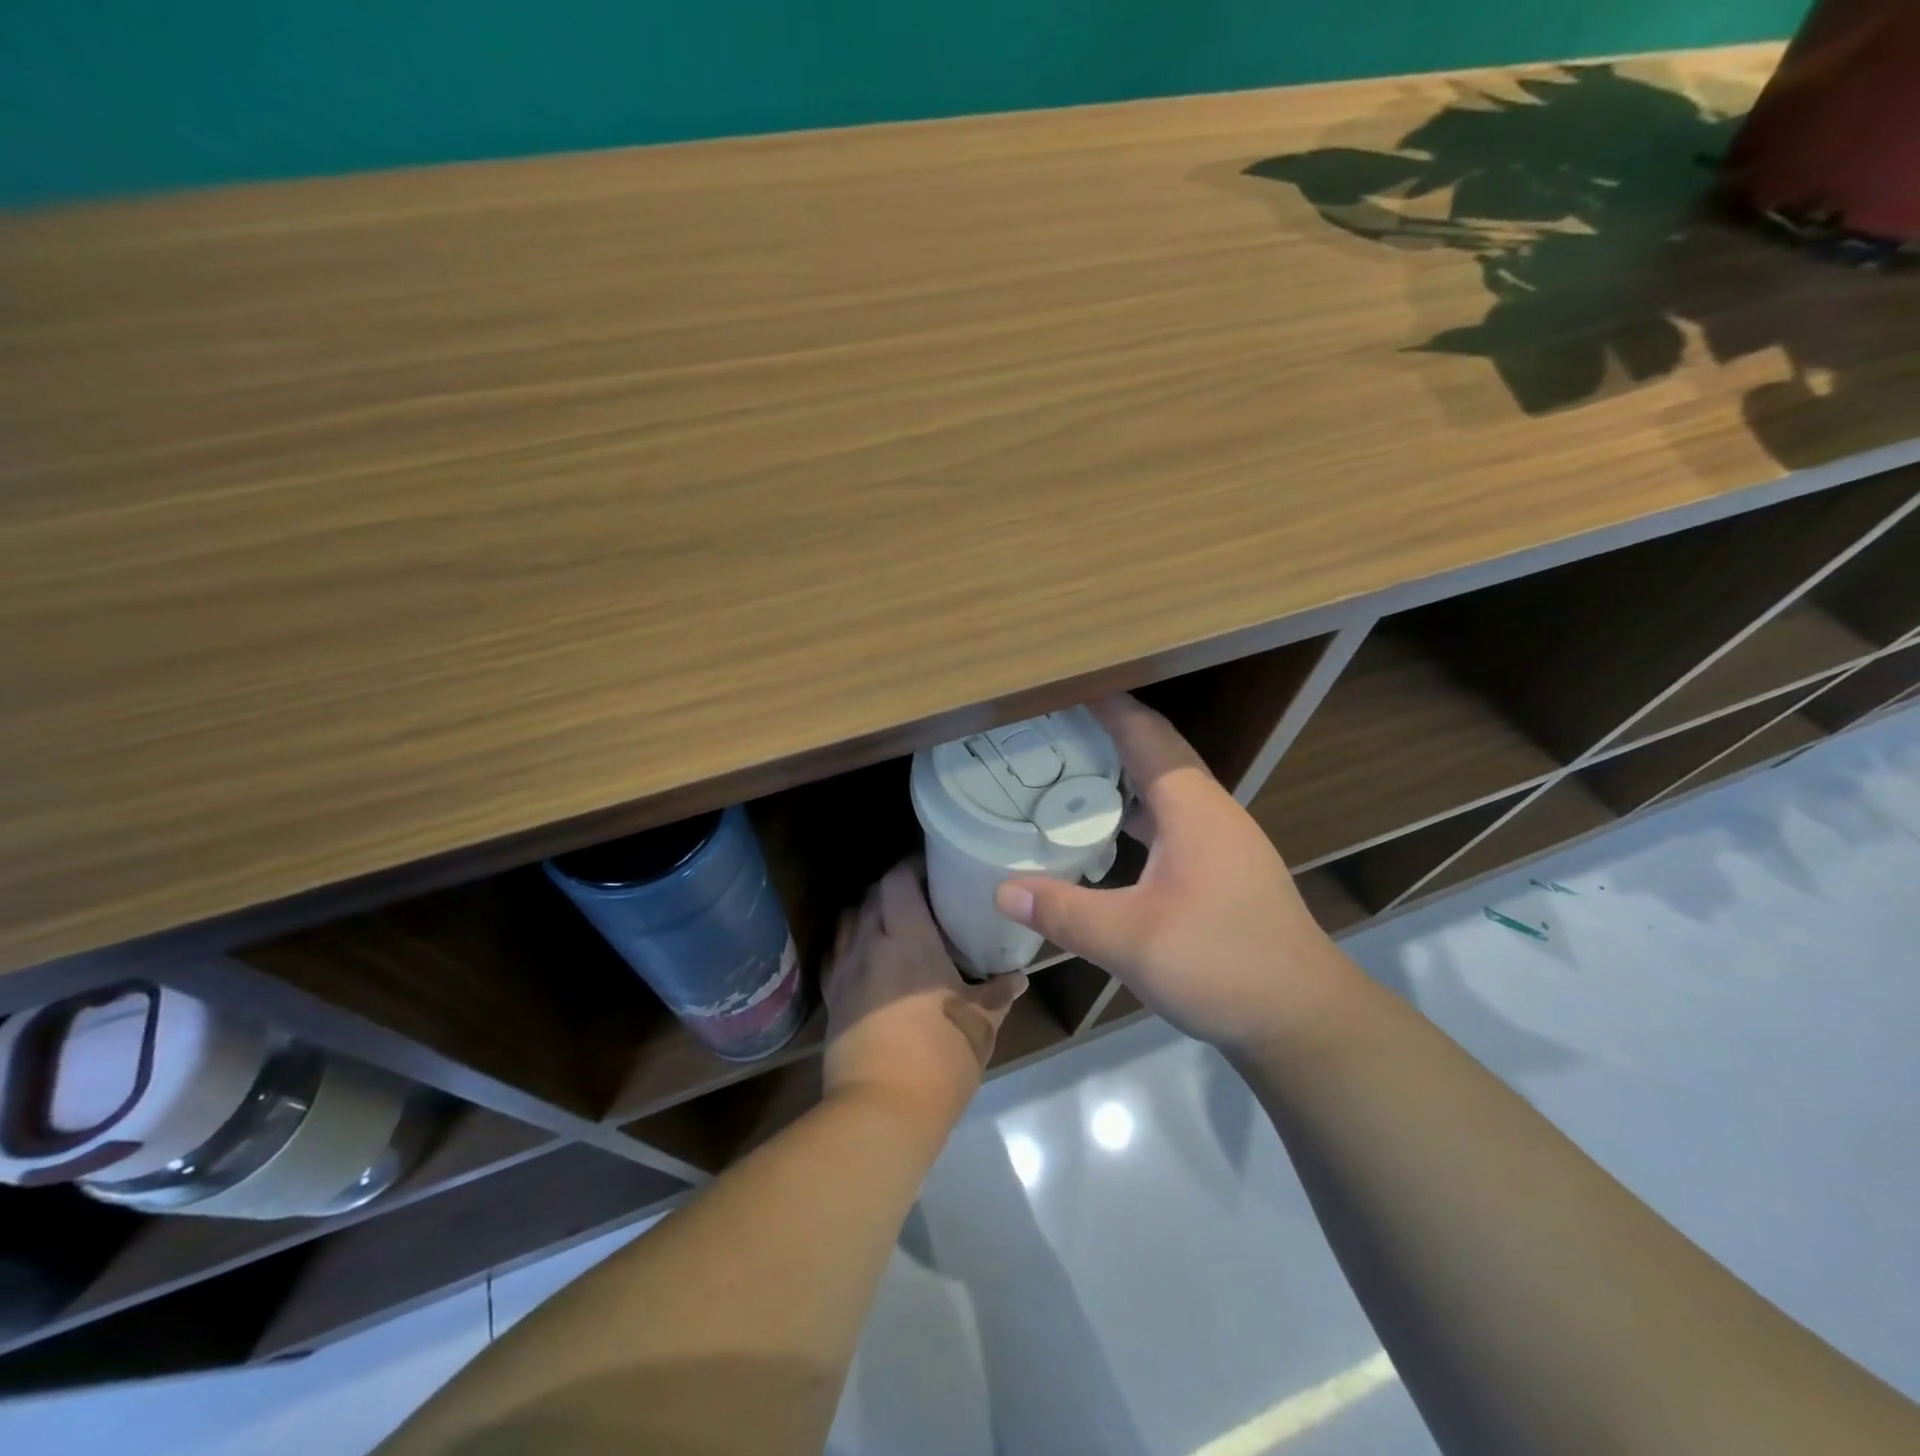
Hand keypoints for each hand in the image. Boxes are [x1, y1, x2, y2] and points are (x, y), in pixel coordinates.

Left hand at [823, 860, 1027, 1128]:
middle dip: (892, 888)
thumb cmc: (940, 1057)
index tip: (932, 868)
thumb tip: (1019, 977)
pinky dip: (849, 945)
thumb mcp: (980, 1024)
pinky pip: (835, 955)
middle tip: (920, 897)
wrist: (882, 1110)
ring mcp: (845, 971)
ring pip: (848, 921)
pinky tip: (866, 958)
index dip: (911, 867)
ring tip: (891, 924)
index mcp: (909, 939)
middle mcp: (870, 944)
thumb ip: (999, 994)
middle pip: (871, 895)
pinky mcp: (832, 999)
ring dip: (867, 913)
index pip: (898, 881)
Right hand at [993, 695, 1351, 1053]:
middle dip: (1104, 733)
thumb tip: (1003, 890)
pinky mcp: (1222, 869)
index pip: (1144, 732)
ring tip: (1066, 773)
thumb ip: (1063, 912)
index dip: (1103, 705)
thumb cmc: (1222, 963)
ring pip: (1164, 787)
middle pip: (1154, 752)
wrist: (1302, 1017)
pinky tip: (1105, 834)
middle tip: (1046, 731)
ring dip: (1119, 774)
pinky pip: (1170, 819)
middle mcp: (1210, 811)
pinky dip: (1134, 812)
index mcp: (1191, 807)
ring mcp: (1221, 840)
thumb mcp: (1131, 941)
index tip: (1057, 689)